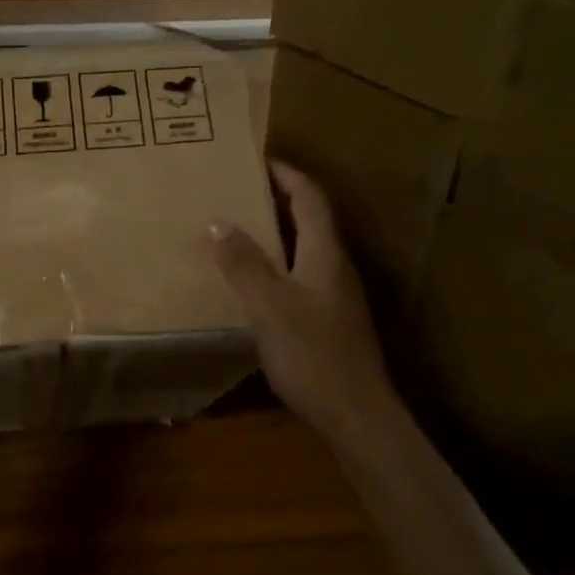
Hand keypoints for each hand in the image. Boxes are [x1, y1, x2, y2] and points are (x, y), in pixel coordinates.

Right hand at [210, 161, 403, 438]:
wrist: (356, 415)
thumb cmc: (313, 355)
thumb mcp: (269, 306)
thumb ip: (244, 264)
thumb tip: (217, 221)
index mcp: (325, 254)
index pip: (310, 198)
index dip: (286, 174)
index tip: (256, 159)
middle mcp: (335, 266)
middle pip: (310, 218)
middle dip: (278, 198)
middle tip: (238, 190)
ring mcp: (335, 295)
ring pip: (305, 247)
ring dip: (276, 230)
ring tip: (238, 226)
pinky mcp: (328, 319)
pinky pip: (300, 274)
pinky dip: (276, 261)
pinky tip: (252, 278)